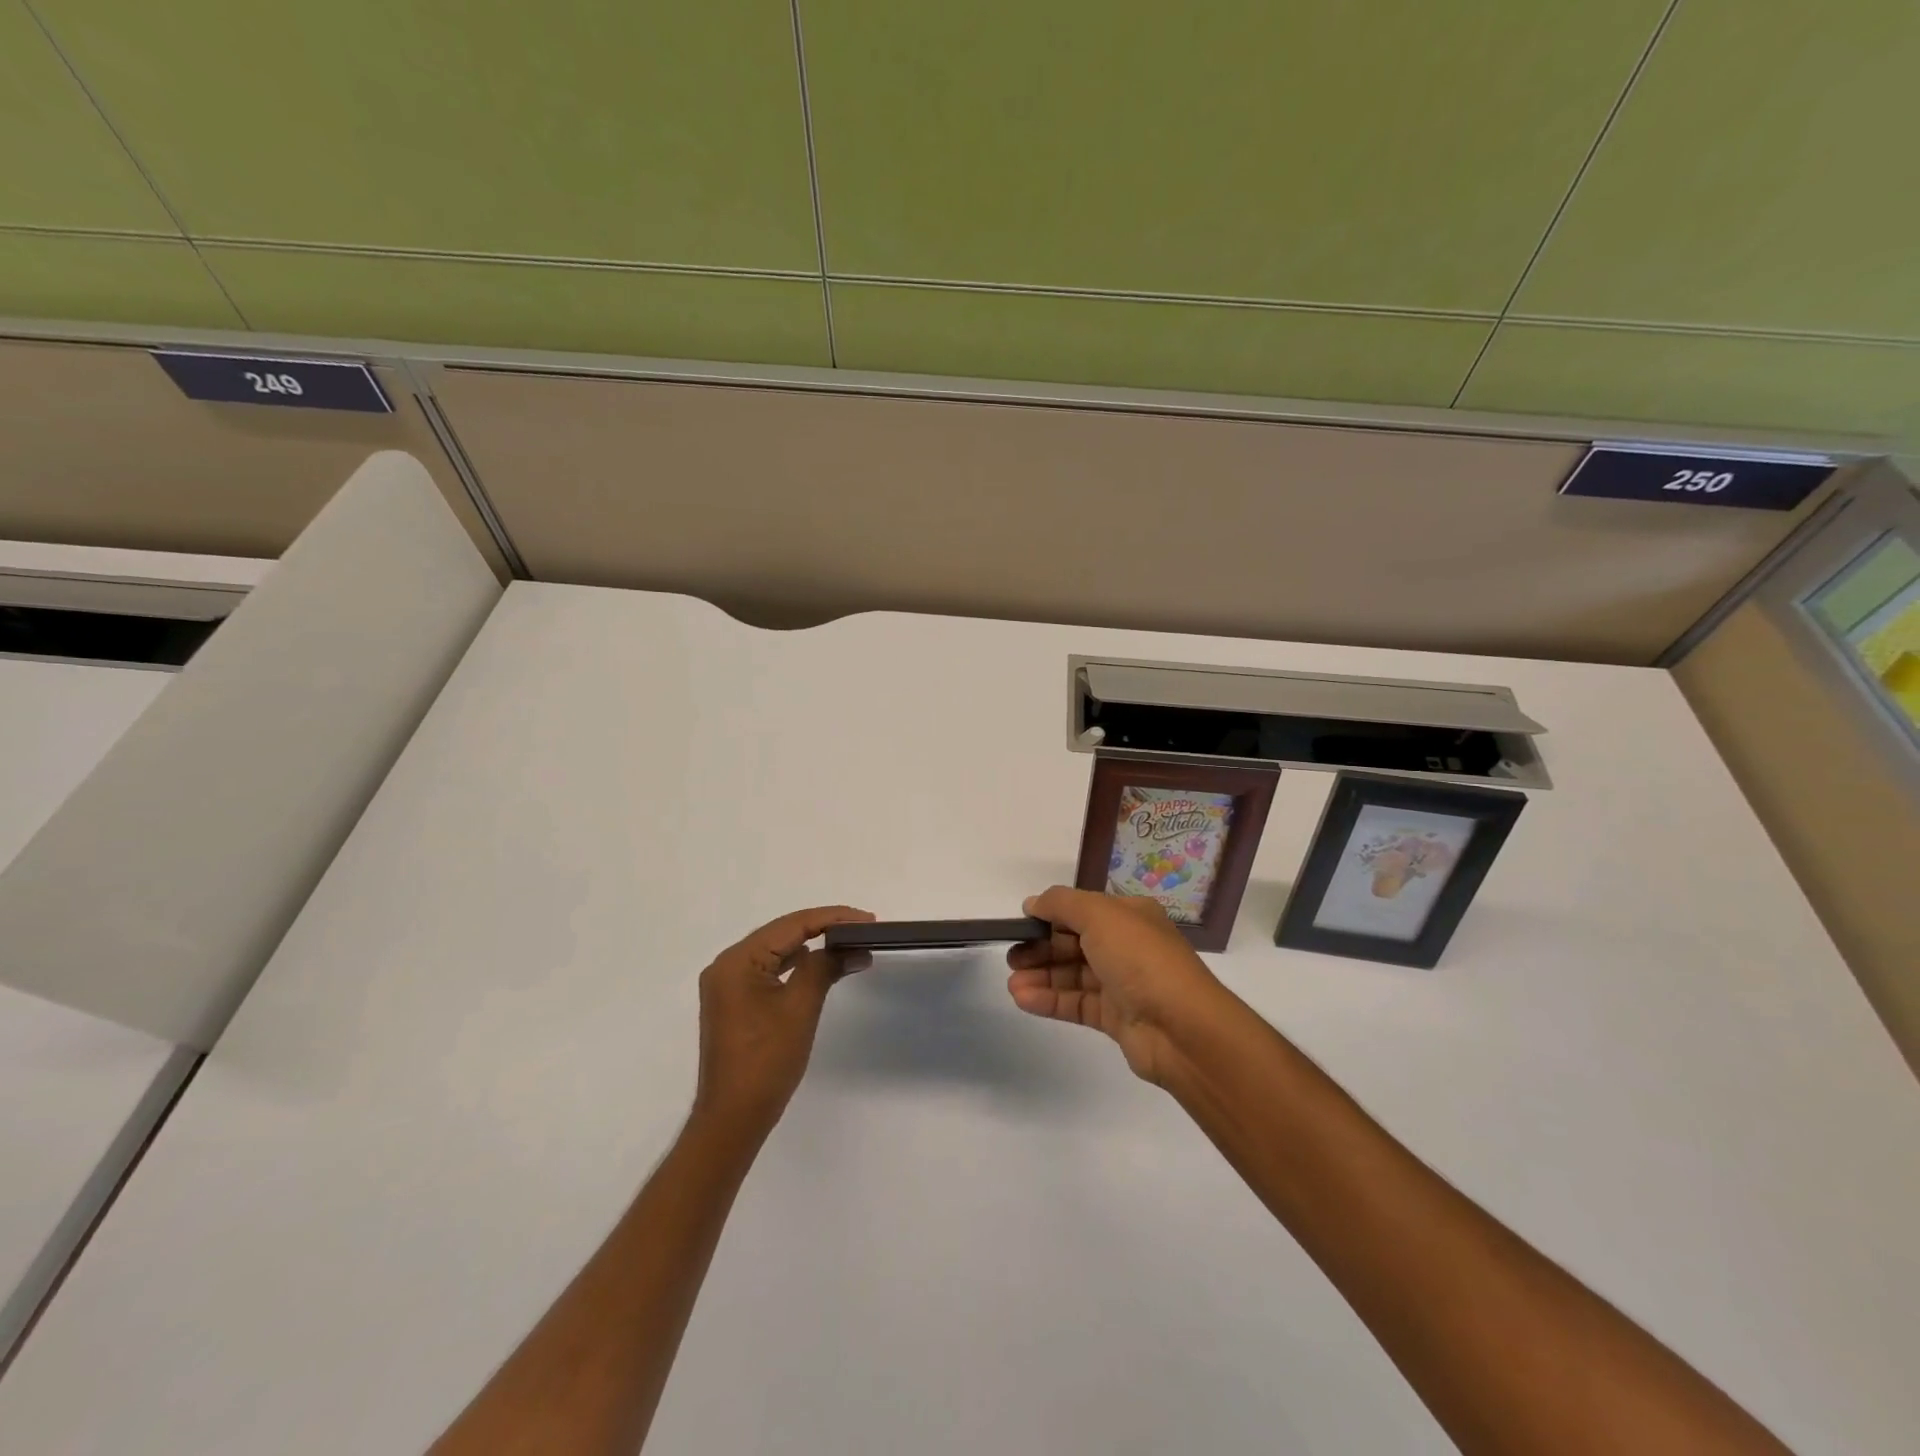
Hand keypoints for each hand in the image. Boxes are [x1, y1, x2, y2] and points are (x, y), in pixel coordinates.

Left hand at [693, 905, 873, 1136]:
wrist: (733, 1118)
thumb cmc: (766, 1061)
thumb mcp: (800, 1008)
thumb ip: (825, 967)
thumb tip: (854, 948)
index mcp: (738, 961)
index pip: (792, 925)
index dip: (832, 918)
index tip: (868, 919)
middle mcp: (727, 965)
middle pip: (782, 933)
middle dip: (824, 929)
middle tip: (863, 929)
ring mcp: (728, 985)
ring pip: (776, 951)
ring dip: (812, 946)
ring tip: (849, 944)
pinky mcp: (735, 1002)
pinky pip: (770, 970)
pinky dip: (797, 966)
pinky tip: (819, 966)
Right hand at [1006, 886, 1234, 1085]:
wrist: (1182, 1028)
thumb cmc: (1140, 959)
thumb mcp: (1099, 915)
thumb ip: (1061, 904)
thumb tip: (1033, 903)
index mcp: (1129, 916)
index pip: (1082, 910)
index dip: (1050, 916)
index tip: (1019, 924)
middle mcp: (1127, 946)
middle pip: (1075, 943)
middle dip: (1041, 949)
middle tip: (1011, 959)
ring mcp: (1123, 984)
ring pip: (1073, 976)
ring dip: (1041, 977)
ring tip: (1011, 984)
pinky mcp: (1117, 1018)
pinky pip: (1077, 1003)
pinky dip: (1050, 1000)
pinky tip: (1024, 999)